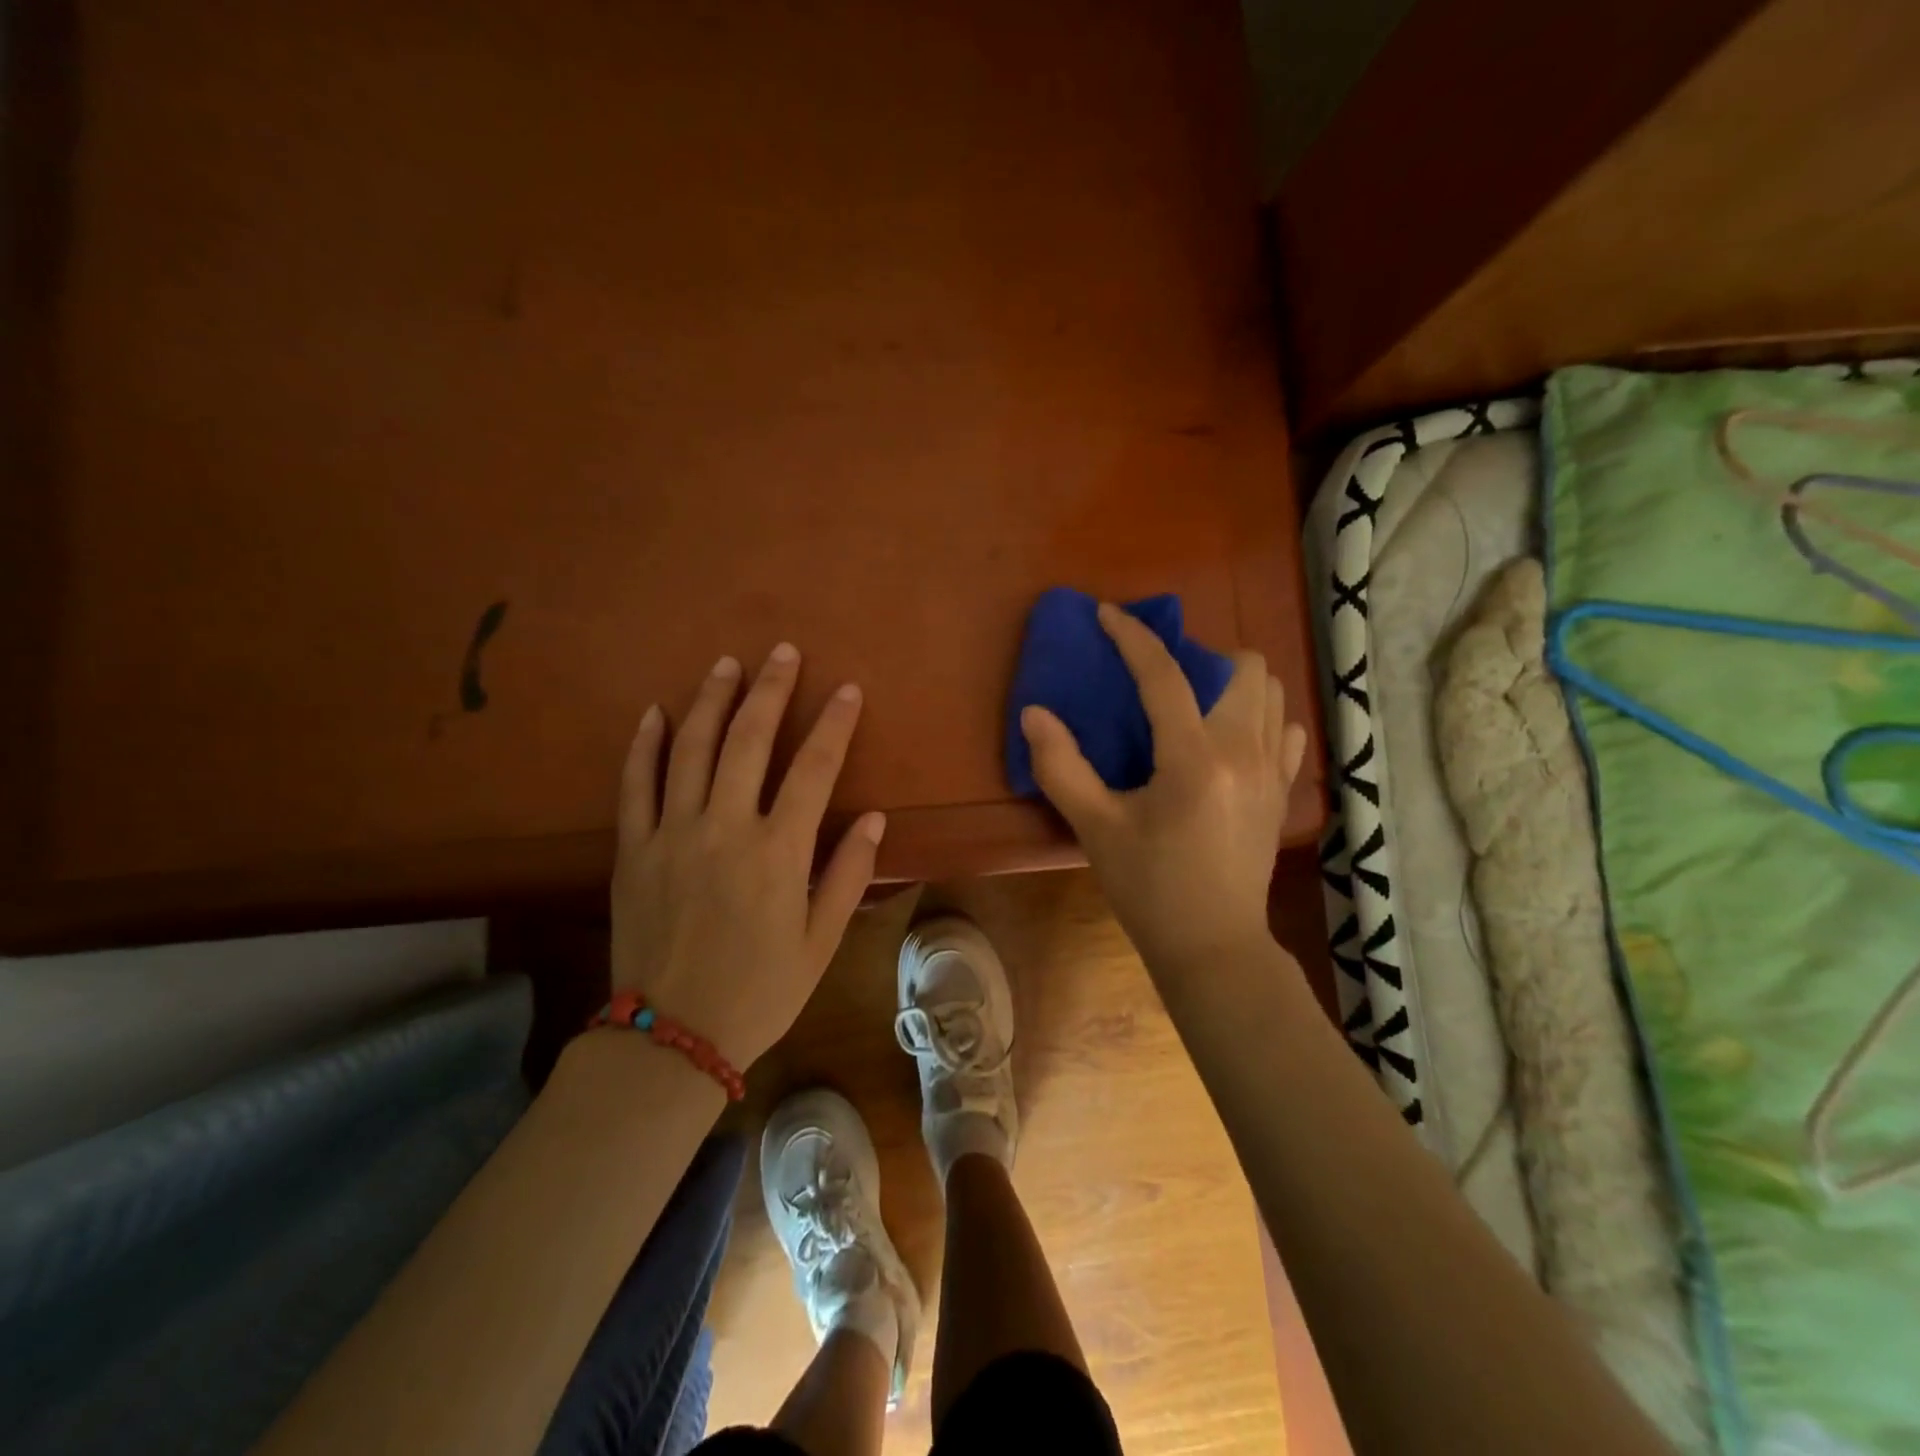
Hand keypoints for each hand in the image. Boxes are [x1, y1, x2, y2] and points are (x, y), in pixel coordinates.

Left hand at [611, 644, 884, 1068]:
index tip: (847, 690)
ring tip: (726, 664)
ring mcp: (672, 833)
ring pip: (691, 749)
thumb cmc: (759, 991)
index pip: (814, 768)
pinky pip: (635, 784)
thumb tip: (876, 818)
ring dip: (711, 700)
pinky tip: (655, 713)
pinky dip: (645, 745)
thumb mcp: (820, 942)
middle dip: (770, 690)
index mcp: (778, 851)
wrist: (671, 1037)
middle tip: (782, 652)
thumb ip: (848, 874)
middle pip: (749, 740)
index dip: (834, 724)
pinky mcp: (632, 848)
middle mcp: (725, 828)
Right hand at [1019, 603, 1308, 978]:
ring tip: (1194, 705)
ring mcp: (1273, 770)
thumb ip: (1061, 767)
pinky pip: (1285, 729)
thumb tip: (1034, 713)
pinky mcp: (1283, 791)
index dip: (1132, 637)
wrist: (1213, 945)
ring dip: (1232, 683)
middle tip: (1160, 680)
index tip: (1107, 614)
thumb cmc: (1149, 888)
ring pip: (1271, 692)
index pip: (1164, 676)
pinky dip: (1260, 717)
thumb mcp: (1096, 829)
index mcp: (1194, 759)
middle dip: (1199, 656)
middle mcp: (1244, 752)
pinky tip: (1228, 739)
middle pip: (1242, 667)